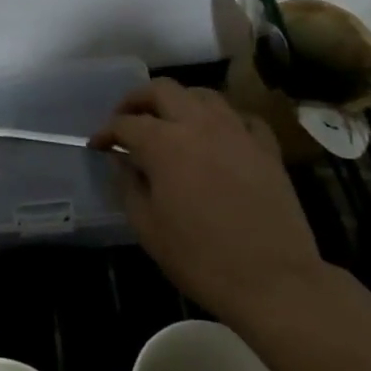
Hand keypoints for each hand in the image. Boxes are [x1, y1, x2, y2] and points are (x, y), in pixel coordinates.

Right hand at [90, 80, 323, 318]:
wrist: (273, 281)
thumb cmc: (200, 258)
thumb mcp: (148, 227)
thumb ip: (129, 185)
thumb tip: (122, 160)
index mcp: (164, 144)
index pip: (125, 123)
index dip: (106, 133)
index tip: (97, 146)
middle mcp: (199, 125)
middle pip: (162, 90)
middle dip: (137, 99)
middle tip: (127, 119)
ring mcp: (237, 132)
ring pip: (203, 95)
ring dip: (180, 102)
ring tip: (170, 122)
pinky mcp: (266, 147)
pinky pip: (241, 117)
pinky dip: (223, 120)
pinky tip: (217, 137)